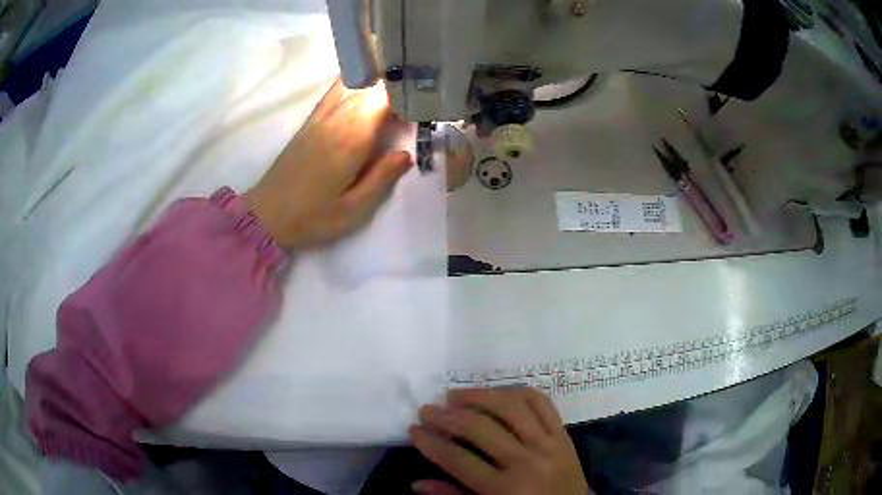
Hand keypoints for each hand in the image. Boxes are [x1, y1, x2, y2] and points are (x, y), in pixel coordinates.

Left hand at [243, 78, 411, 249]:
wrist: (267, 214)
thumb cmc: (312, 217)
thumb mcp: (353, 209)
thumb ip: (382, 178)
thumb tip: (406, 153)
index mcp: (352, 138)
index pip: (386, 96)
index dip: (407, 94)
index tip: (423, 105)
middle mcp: (338, 118)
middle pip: (373, 84)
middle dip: (398, 86)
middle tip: (416, 100)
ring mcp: (321, 115)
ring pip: (355, 82)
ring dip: (378, 82)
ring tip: (396, 92)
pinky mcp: (311, 120)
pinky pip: (336, 89)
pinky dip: (355, 83)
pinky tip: (365, 89)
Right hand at [410, 388, 589, 494]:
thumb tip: (416, 484)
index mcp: (505, 490)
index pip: (458, 460)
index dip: (431, 443)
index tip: (413, 430)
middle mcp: (527, 462)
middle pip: (480, 429)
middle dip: (447, 417)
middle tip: (427, 410)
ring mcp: (549, 444)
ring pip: (511, 407)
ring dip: (479, 396)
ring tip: (456, 395)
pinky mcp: (564, 434)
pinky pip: (541, 402)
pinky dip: (517, 392)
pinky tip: (496, 393)